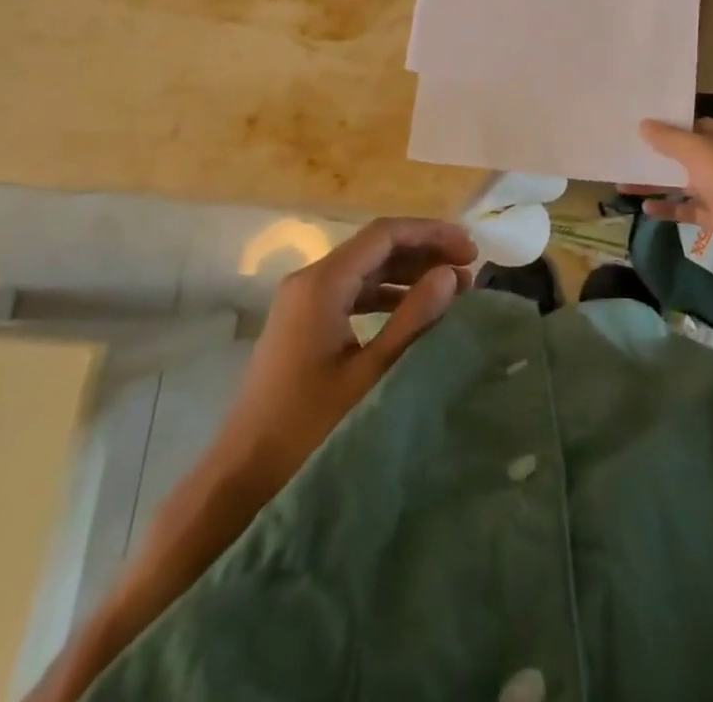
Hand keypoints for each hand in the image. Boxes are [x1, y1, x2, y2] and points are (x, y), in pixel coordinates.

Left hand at [209, 218, 476, 503]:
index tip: (470, 250)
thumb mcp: (371, 373)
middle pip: (375, 247)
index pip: (384, 234)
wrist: (242, 479)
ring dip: (408, 273)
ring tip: (452, 287)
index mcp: (322, 283)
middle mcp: (310, 280)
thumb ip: (413, 319)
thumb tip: (450, 274)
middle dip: (424, 251)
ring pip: (365, 269)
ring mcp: (303, 302)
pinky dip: (387, 294)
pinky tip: (414, 310)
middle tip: (469, 268)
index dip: (431, 234)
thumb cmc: (308, 427)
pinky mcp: (303, 324)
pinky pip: (352, 292)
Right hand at [633, 118, 712, 275]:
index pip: (698, 126)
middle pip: (690, 155)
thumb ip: (669, 138)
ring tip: (625, 182)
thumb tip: (644, 124)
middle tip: (628, 154)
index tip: (641, 128)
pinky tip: (645, 208)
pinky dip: (669, 208)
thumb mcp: (697, 150)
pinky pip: (690, 209)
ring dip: (659, 183)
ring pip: (686, 183)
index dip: (671, 127)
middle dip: (659, 157)